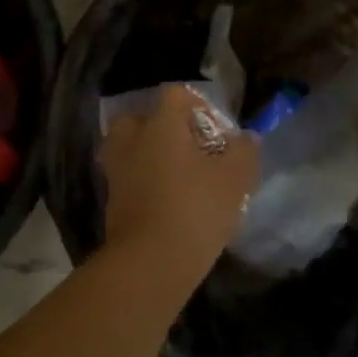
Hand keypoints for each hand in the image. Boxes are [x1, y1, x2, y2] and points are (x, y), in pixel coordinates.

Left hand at [100, 84, 259, 281]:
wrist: (148, 263)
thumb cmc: (194, 209)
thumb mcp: (234, 180)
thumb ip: (244, 152)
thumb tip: (247, 138)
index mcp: (160, 123)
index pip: (175, 94)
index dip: (198, 107)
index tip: (216, 134)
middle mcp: (132, 137)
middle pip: (145, 118)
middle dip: (165, 130)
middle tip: (190, 152)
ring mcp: (116, 167)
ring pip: (132, 147)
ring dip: (150, 156)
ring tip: (178, 178)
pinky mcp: (110, 197)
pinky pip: (128, 176)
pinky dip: (142, 181)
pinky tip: (166, 202)